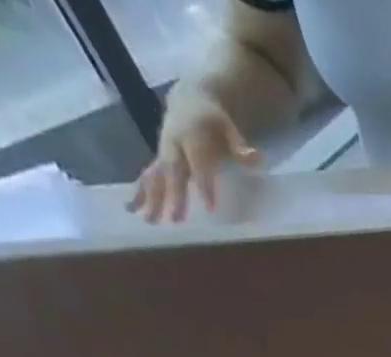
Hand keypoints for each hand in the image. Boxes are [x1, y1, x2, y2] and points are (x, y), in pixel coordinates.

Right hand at [129, 91, 260, 222]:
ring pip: (155, 175)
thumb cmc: (214, 119)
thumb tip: (257, 158)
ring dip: (151, 198)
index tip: (210, 208)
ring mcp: (164, 152)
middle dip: (174, 196)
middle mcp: (173, 144)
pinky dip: (139, 192)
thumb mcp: (228, 126)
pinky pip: (148, 176)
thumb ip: (239, 144)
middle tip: (176, 221)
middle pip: (173, 172)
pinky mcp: (159, 159)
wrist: (188, 100)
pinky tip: (133, 209)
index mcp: (191, 136)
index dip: (204, 184)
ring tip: (148, 221)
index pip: (198, 164)